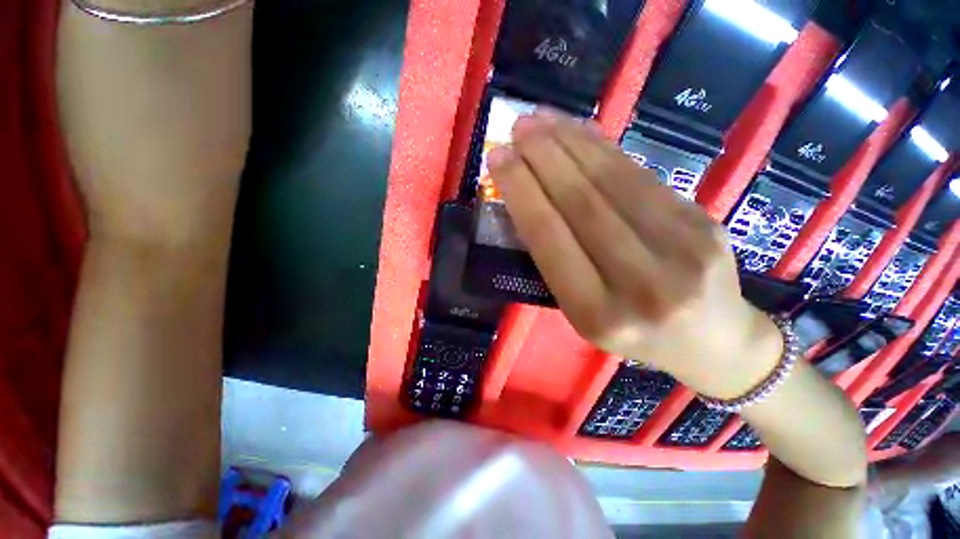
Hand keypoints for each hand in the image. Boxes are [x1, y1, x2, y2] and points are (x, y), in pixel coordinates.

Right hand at [487, 111, 782, 398]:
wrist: (714, 342)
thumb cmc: (634, 333)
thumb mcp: (583, 314)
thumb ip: (557, 262)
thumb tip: (528, 201)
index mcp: (597, 315)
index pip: (550, 240)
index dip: (522, 193)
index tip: (498, 159)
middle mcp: (640, 285)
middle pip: (582, 204)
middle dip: (543, 159)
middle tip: (517, 127)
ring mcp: (682, 250)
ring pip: (613, 182)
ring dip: (571, 143)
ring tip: (542, 119)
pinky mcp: (703, 221)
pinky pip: (641, 177)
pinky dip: (604, 150)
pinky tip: (581, 132)